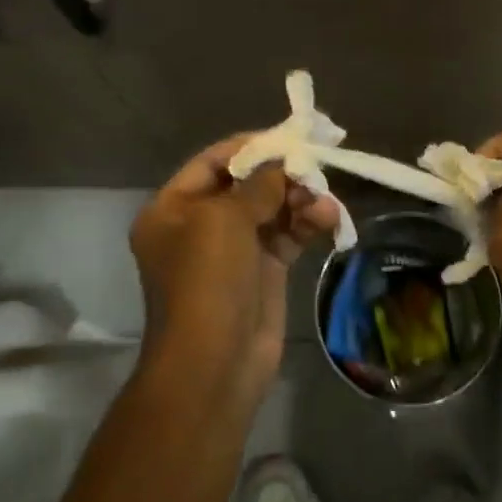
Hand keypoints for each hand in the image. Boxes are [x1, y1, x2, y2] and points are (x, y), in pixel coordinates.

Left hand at [130, 135, 340, 389]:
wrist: (215, 364)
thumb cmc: (207, 282)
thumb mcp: (225, 220)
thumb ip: (257, 184)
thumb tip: (283, 162)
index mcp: (172, 209)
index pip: (212, 162)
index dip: (249, 146)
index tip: (288, 137)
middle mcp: (200, 225)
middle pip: (246, 184)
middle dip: (282, 175)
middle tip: (315, 167)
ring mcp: (232, 250)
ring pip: (272, 209)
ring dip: (300, 200)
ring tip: (325, 202)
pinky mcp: (262, 271)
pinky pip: (287, 235)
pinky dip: (307, 224)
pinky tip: (329, 220)